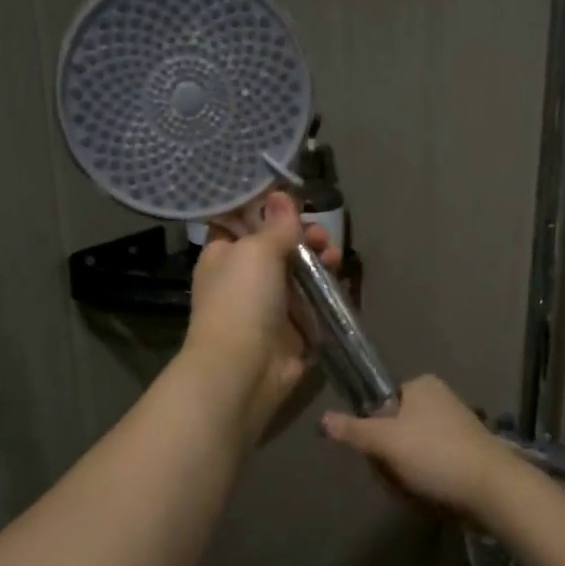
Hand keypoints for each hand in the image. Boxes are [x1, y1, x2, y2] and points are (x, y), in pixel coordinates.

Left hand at [183, 192, 338, 443]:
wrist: (243, 369)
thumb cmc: (241, 300)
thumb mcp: (256, 251)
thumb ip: (276, 225)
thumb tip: (281, 196)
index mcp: (224, 256)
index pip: (244, 225)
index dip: (269, 212)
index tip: (295, 201)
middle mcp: (244, 279)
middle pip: (279, 248)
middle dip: (303, 237)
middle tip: (320, 236)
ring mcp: (269, 307)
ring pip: (300, 275)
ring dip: (319, 261)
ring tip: (333, 257)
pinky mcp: (293, 331)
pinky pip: (314, 304)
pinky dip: (327, 292)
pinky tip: (340, 281)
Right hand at [320, 375, 519, 523]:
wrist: (494, 489)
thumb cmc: (436, 454)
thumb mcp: (386, 441)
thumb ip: (353, 430)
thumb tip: (322, 419)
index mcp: (422, 385)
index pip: (381, 406)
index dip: (374, 433)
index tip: (379, 454)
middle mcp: (440, 399)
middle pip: (394, 431)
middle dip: (391, 459)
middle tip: (398, 477)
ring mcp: (457, 427)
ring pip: (411, 452)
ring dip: (407, 475)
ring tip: (417, 491)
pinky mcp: (468, 453)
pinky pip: (433, 466)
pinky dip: (428, 482)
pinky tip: (433, 496)